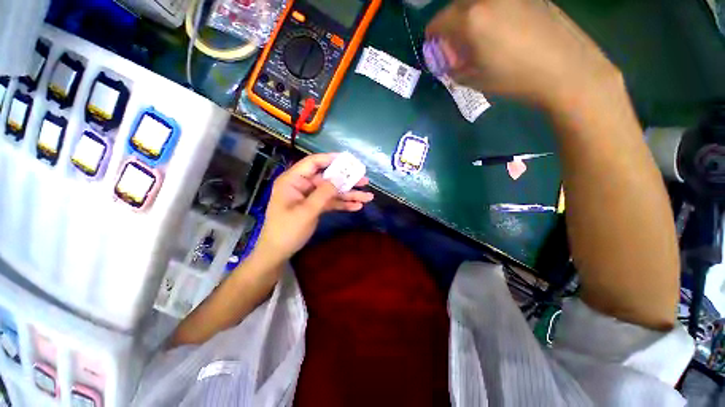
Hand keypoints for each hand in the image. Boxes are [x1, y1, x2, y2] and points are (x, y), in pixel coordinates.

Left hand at [256, 153, 373, 262]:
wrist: (278, 252)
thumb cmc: (287, 230)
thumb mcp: (306, 211)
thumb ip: (324, 193)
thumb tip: (341, 177)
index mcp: (293, 180)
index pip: (313, 163)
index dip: (331, 159)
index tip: (350, 160)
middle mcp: (302, 185)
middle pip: (327, 178)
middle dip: (347, 180)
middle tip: (365, 180)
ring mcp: (309, 197)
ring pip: (332, 191)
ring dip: (349, 194)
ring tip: (368, 197)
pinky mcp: (315, 207)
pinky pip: (331, 202)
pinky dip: (343, 204)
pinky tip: (357, 206)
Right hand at [426, 0, 619, 109]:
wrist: (565, 69)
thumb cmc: (514, 78)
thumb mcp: (475, 80)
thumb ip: (454, 69)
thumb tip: (448, 62)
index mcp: (471, 19)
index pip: (439, 21)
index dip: (433, 35)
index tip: (434, 46)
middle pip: (457, 5)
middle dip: (450, 24)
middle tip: (455, 42)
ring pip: (478, 1)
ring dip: (469, 16)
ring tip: (478, 36)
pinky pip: (498, 1)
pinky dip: (490, 12)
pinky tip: (499, 29)